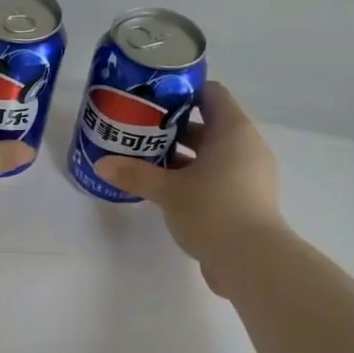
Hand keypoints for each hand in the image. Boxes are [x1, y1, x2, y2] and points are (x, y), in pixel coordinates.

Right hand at [94, 82, 288, 294]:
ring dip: (182, 157)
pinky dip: (194, 179)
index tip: (153, 100)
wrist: (251, 260)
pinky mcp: (246, 201)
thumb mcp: (168, 191)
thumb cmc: (212, 209)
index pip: (211, 94)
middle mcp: (246, 147)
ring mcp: (249, 175)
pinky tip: (166, 191)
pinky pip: (217, 178)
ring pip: (212, 155)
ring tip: (147, 162)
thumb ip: (135, 174)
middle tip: (140, 132)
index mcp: (233, 131)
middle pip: (209, 126)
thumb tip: (102, 164)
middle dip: (175, 129)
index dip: (183, 93)